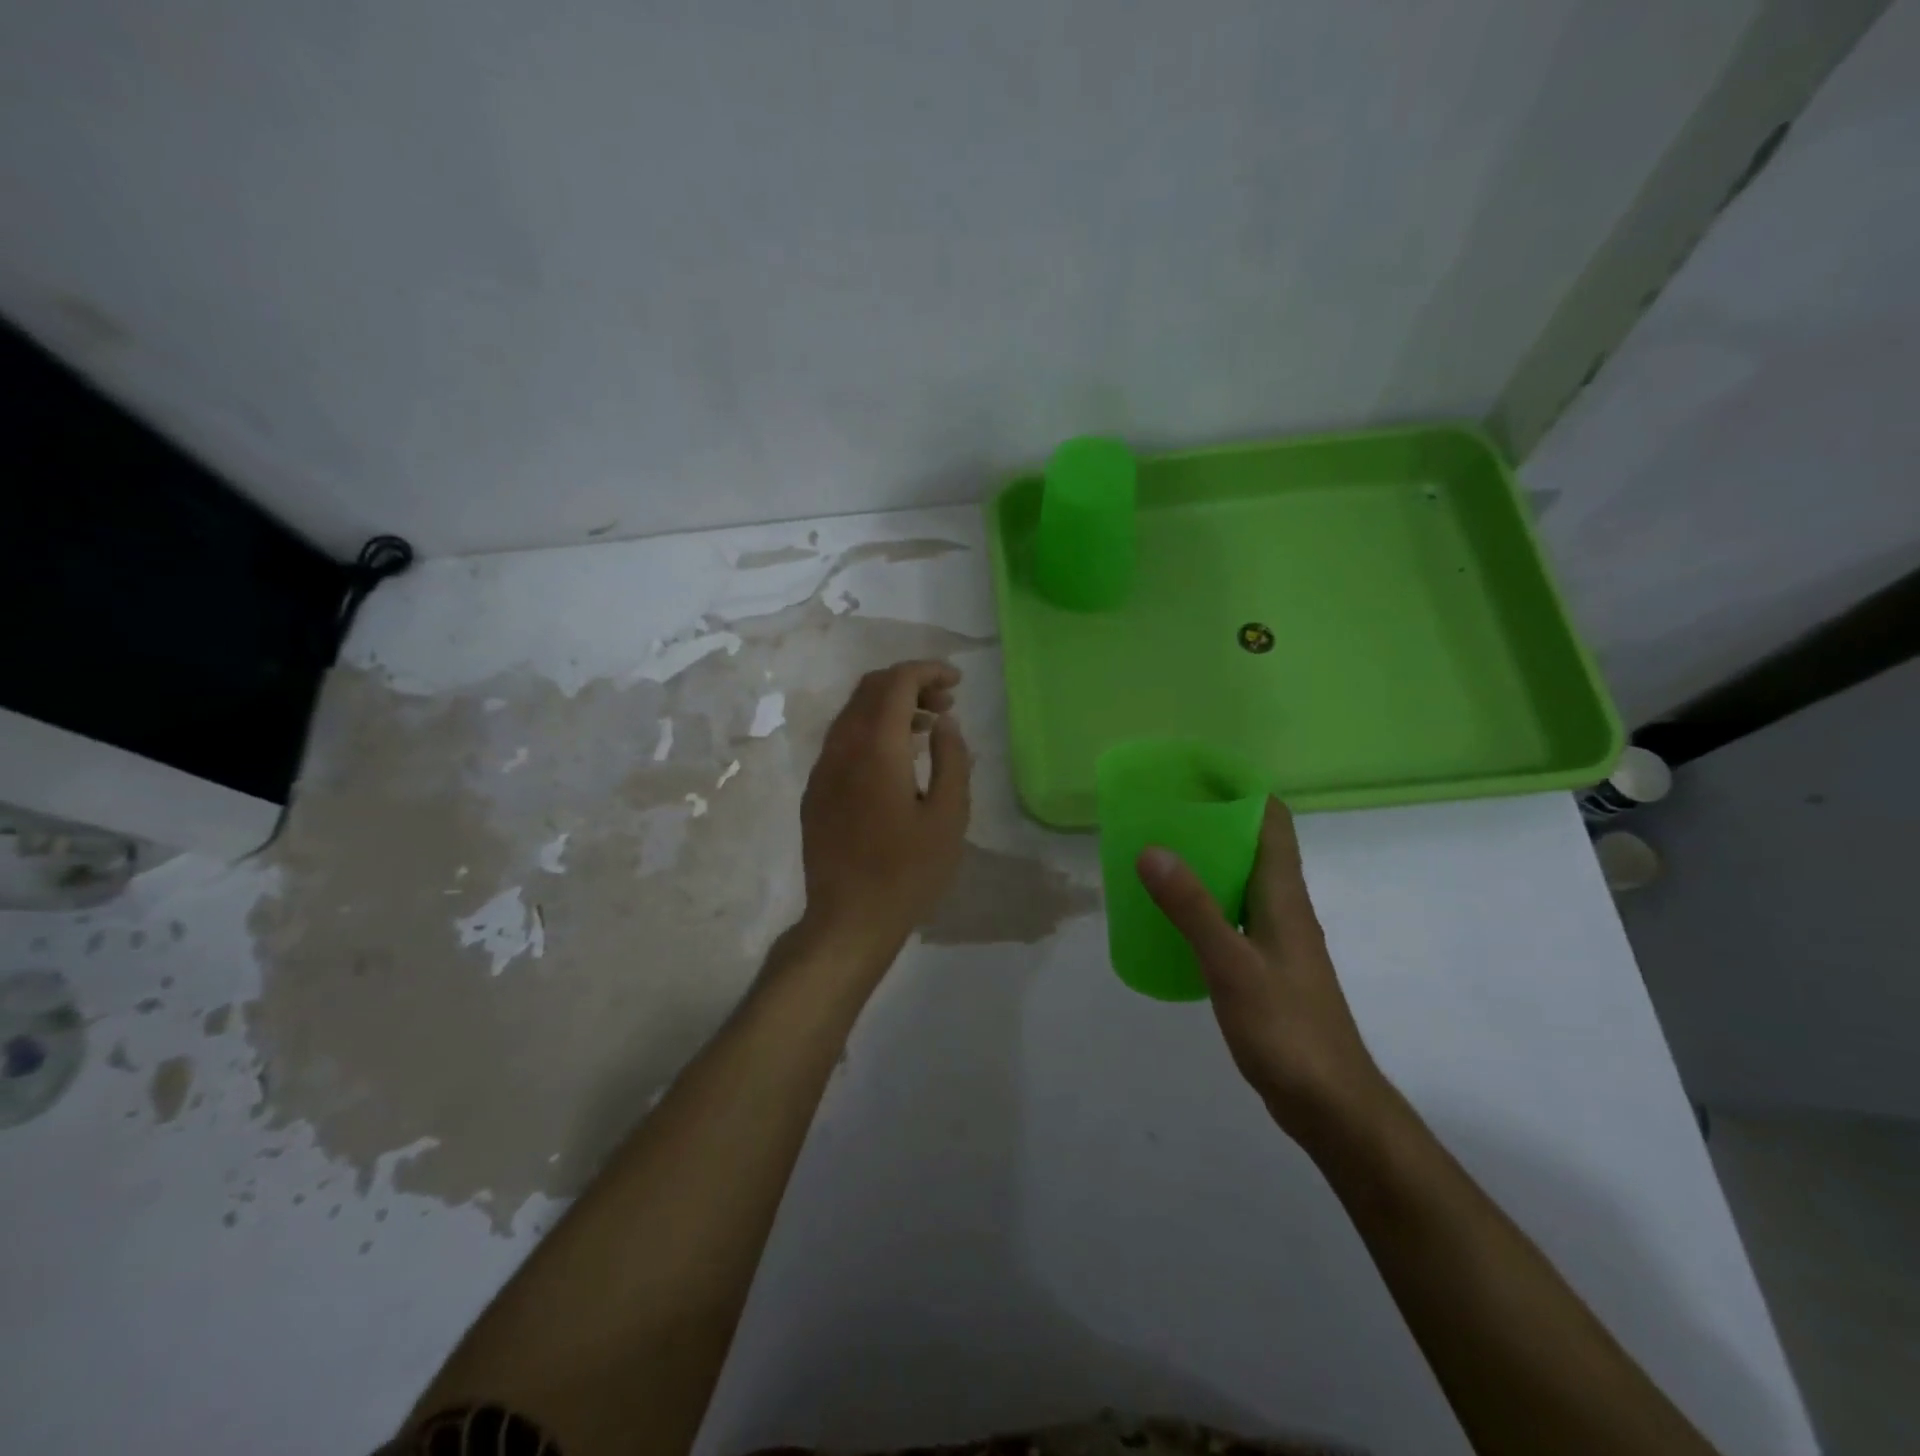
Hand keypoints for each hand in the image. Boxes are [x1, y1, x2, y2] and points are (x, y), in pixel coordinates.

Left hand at [799, 660, 971, 964]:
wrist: (848, 920)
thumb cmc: (908, 873)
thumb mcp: (948, 818)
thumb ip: (952, 760)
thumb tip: (945, 723)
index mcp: (876, 749)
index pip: (896, 683)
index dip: (927, 671)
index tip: (957, 680)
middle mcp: (842, 748)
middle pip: (870, 689)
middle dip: (910, 683)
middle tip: (947, 703)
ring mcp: (823, 769)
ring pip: (853, 712)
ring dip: (891, 706)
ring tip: (930, 726)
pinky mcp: (816, 790)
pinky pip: (843, 739)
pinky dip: (872, 729)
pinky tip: (898, 757)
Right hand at [1137, 798, 1385, 1145]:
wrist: (1331, 1104)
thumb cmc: (1286, 1029)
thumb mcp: (1231, 965)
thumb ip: (1191, 908)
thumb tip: (1152, 849)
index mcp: (1284, 895)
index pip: (1271, 820)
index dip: (1239, 788)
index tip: (1195, 773)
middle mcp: (1284, 907)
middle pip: (1252, 844)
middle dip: (1211, 820)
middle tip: (1160, 810)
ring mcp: (1277, 939)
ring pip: (1240, 880)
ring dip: (1205, 860)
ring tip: (1156, 853)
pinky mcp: (1266, 966)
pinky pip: (1232, 914)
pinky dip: (1203, 901)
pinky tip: (1171, 916)